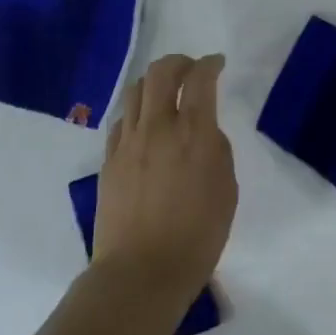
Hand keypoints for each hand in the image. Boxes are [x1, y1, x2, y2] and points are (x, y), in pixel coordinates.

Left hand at [92, 53, 236, 310]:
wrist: (141, 272)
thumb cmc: (197, 237)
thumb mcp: (226, 191)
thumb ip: (216, 151)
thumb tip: (203, 132)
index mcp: (193, 134)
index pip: (200, 79)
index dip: (210, 64)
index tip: (217, 63)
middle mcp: (157, 127)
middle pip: (161, 72)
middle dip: (179, 62)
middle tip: (191, 70)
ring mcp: (127, 142)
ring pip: (136, 91)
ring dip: (154, 82)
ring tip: (166, 93)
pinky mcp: (108, 159)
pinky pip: (122, 120)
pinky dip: (137, 112)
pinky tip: (145, 126)